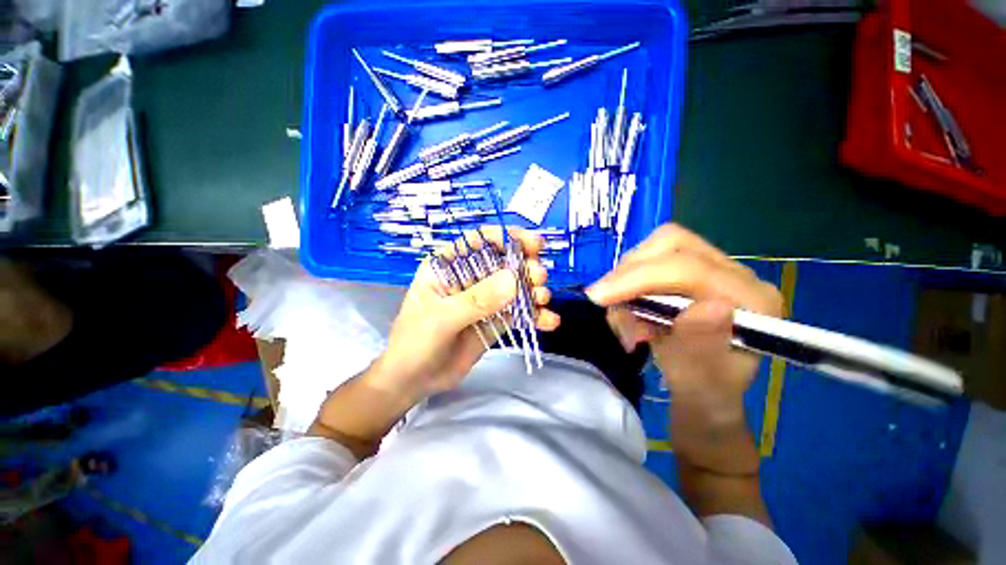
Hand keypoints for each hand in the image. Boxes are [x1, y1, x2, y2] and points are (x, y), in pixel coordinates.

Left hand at [369, 227, 559, 405]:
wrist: (414, 381)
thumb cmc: (415, 342)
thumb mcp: (441, 318)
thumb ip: (476, 300)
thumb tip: (514, 279)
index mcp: (449, 266)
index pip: (480, 241)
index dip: (506, 237)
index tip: (531, 244)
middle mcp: (470, 278)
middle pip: (504, 262)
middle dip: (525, 265)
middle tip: (539, 276)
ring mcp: (485, 300)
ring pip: (516, 287)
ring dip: (534, 289)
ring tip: (543, 298)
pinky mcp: (496, 320)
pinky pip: (519, 313)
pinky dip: (536, 315)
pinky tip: (551, 321)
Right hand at [585, 224, 782, 420]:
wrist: (703, 390)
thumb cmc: (704, 392)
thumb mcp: (701, 384)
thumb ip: (703, 348)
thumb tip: (707, 306)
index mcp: (753, 301)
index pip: (690, 269)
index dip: (638, 278)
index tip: (597, 297)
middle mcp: (736, 274)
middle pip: (671, 244)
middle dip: (629, 272)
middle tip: (605, 301)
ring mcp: (712, 266)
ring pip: (655, 248)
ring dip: (625, 279)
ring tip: (624, 318)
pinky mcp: (688, 269)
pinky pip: (648, 258)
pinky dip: (627, 281)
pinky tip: (629, 309)